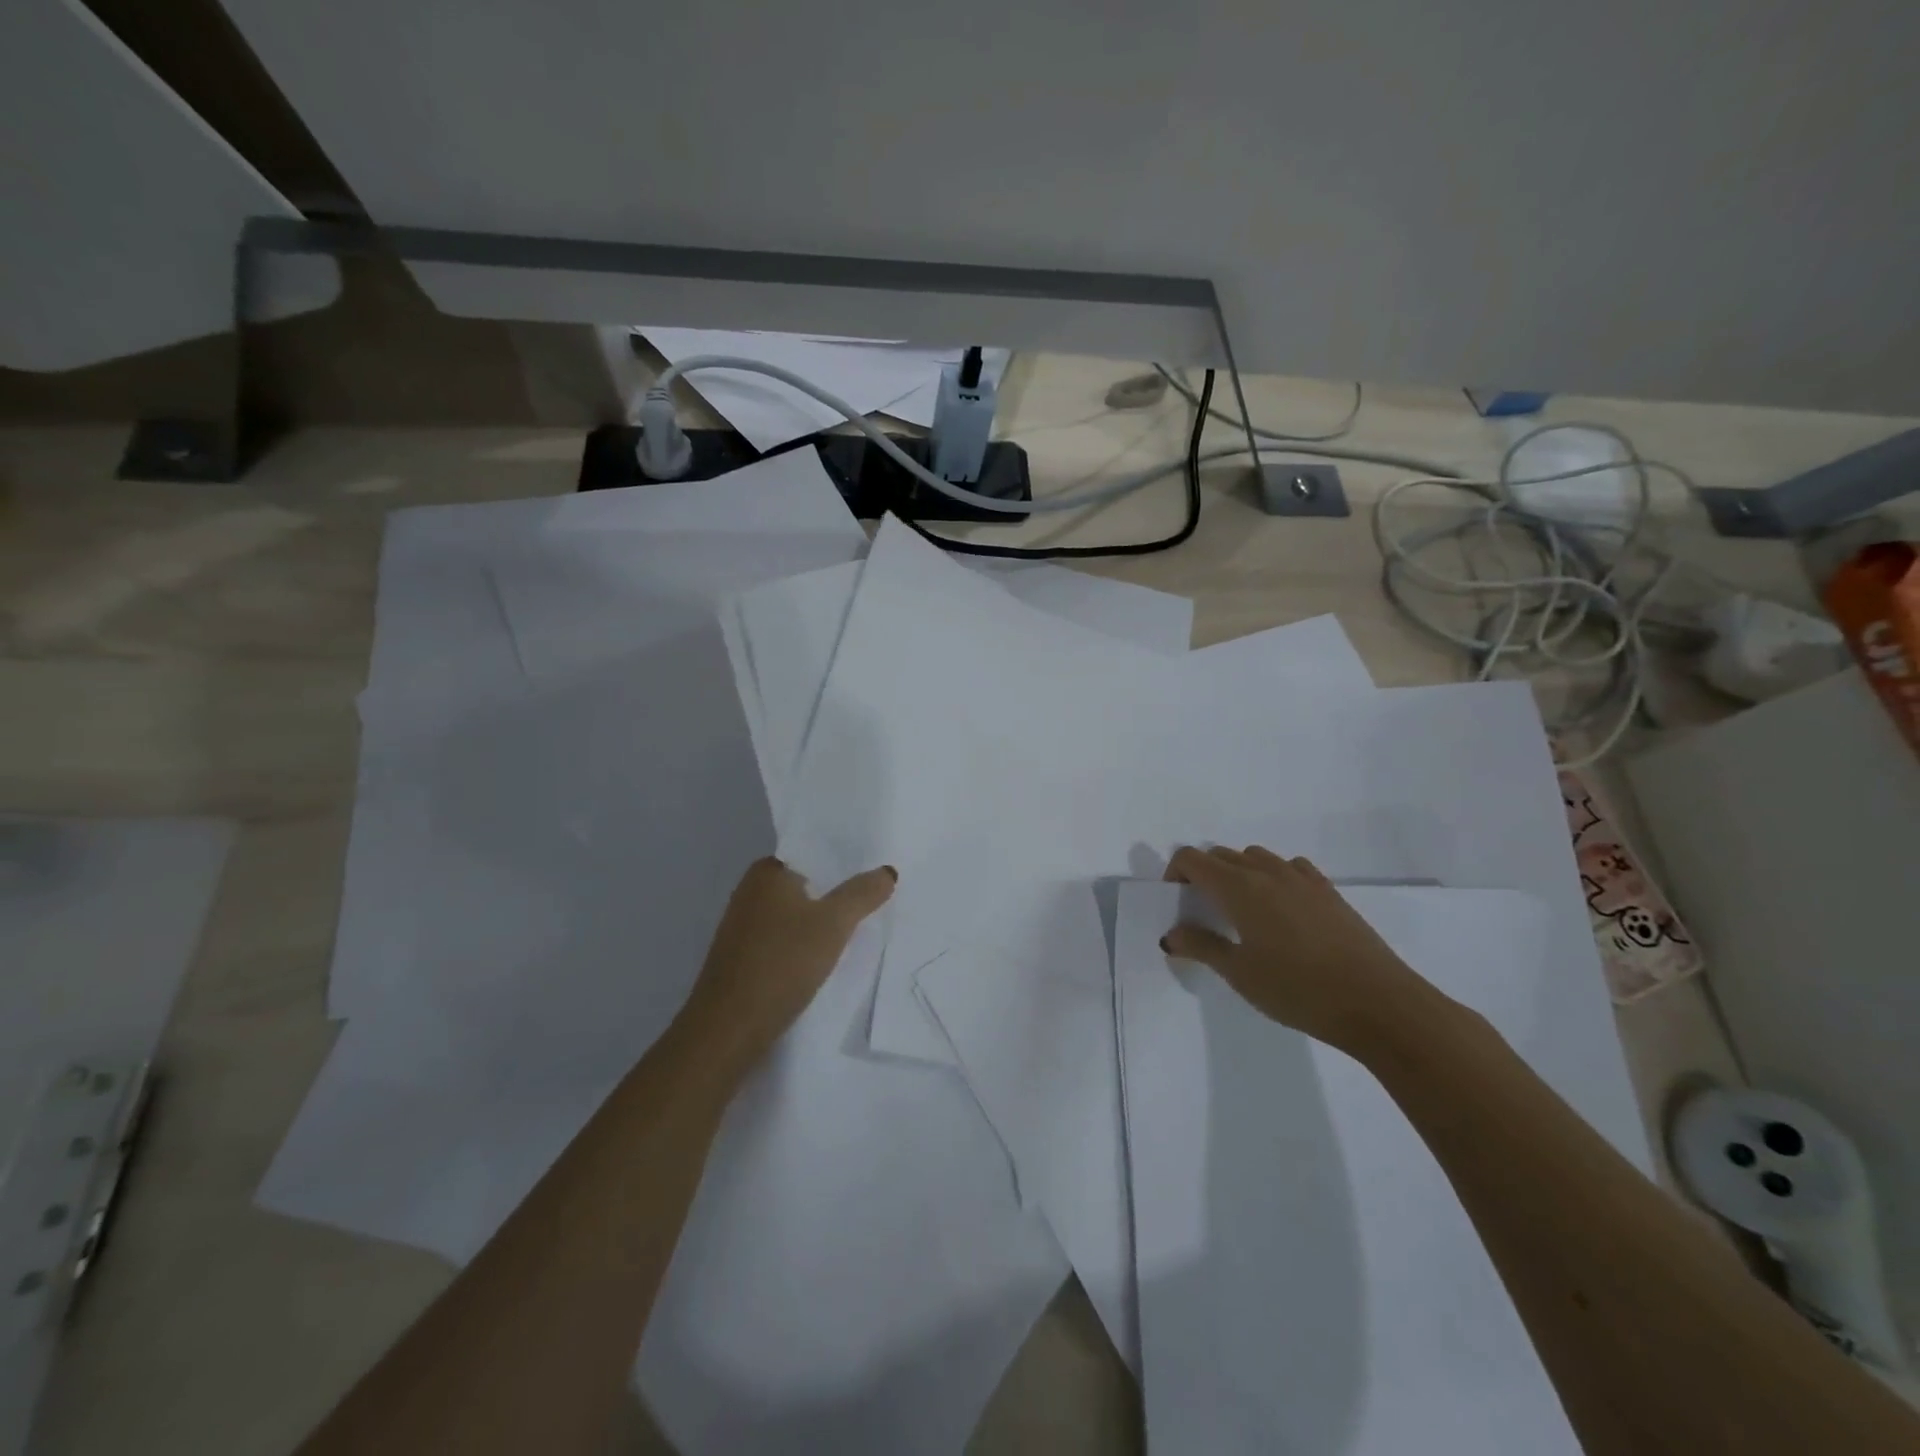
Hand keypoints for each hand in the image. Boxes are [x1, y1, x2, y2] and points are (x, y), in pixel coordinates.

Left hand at [676, 857, 896, 1072]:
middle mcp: (751, 891)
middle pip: (807, 885)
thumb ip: (862, 894)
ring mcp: (744, 926)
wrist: (729, 1029)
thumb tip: (887, 871)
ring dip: (823, 922)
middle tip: (879, 899)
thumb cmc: (781, 963)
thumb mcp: (833, 924)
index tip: (877, 871)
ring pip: (796, 915)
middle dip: (838, 893)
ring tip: (861, 929)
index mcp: (767, 872)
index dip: (846, 862)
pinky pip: (785, 940)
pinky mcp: (744, 958)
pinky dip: (806, 945)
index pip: (814, 854)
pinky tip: (827, 959)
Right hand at [1162, 846, 1437, 1053]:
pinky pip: (1289, 867)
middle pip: (1221, 855)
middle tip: (1203, 912)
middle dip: (1204, 875)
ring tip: (1242, 911)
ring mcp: (1302, 878)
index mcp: (1239, 887)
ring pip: (1256, 857)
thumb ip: (1202, 947)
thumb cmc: (1298, 989)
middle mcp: (1267, 872)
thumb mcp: (1240, 974)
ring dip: (1238, 873)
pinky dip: (1273, 877)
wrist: (1378, 1003)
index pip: (1193, 859)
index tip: (1176, 903)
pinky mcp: (1329, 891)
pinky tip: (1281, 910)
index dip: (1176, 873)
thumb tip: (1171, 934)